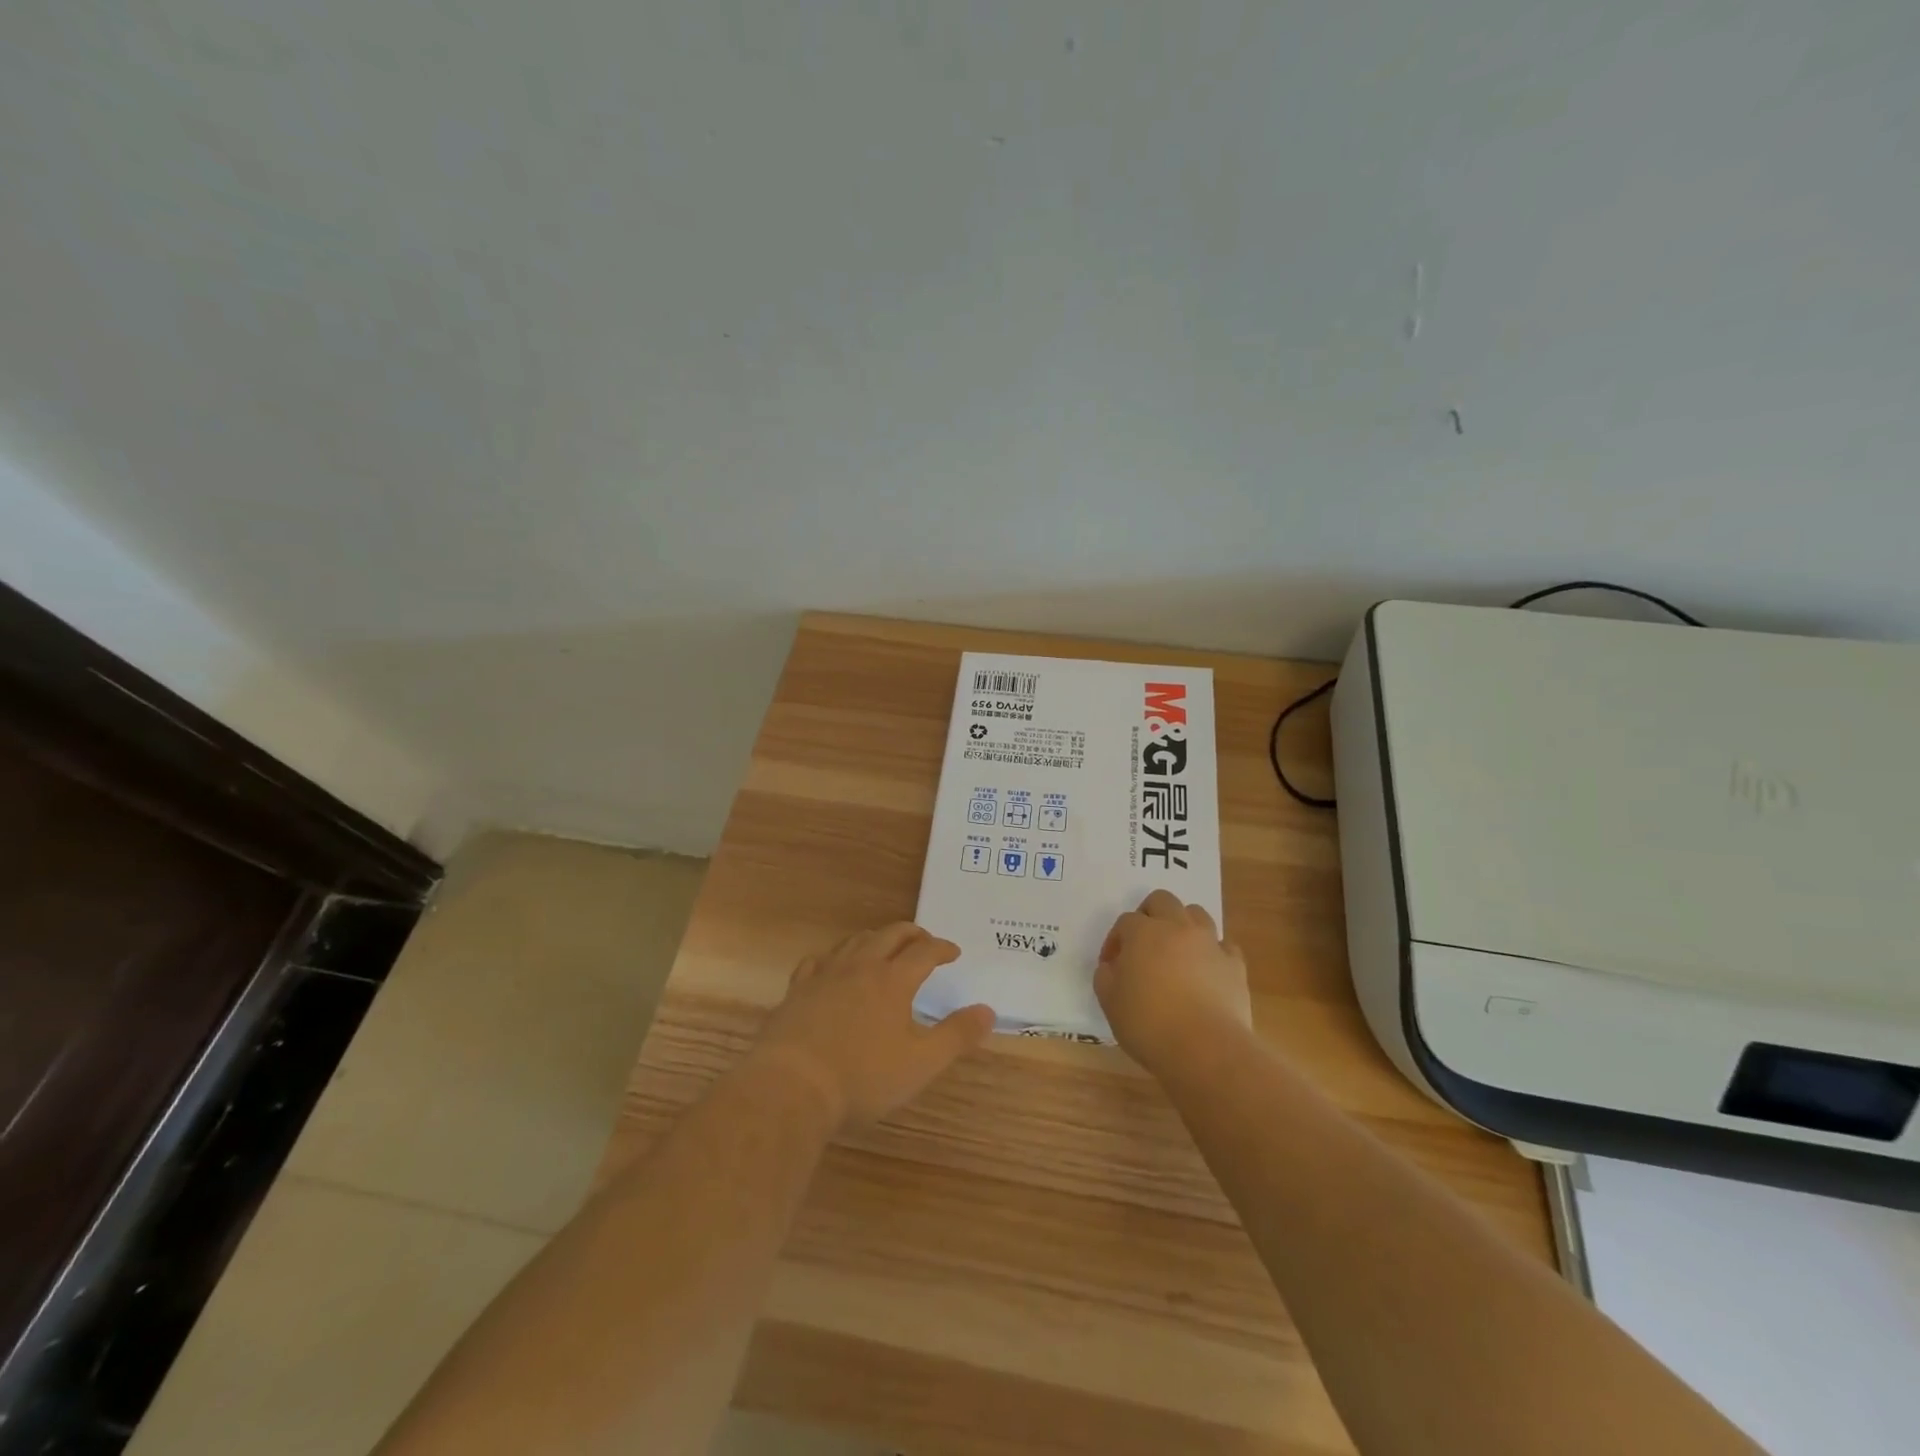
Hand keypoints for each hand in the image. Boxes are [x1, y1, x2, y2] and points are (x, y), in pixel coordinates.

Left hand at [751, 923, 994, 1129]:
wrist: (792, 1086)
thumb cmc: (863, 1077)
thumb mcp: (921, 1063)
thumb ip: (956, 1036)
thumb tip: (988, 1011)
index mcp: (893, 980)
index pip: (925, 952)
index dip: (942, 948)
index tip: (954, 952)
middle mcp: (860, 967)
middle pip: (890, 935)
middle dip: (911, 933)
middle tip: (924, 940)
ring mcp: (825, 975)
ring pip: (855, 942)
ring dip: (875, 939)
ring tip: (884, 947)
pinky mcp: (797, 990)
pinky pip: (818, 961)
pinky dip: (834, 958)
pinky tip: (833, 967)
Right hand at [1095, 889, 1251, 1072]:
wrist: (1205, 1049)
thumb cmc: (1149, 1024)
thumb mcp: (1110, 1002)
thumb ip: (1105, 977)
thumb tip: (1112, 967)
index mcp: (1143, 933)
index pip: (1125, 921)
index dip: (1115, 940)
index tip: (1111, 966)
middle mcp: (1178, 928)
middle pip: (1163, 900)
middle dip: (1149, 915)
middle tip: (1143, 944)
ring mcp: (1210, 943)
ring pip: (1197, 914)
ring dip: (1183, 925)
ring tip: (1176, 952)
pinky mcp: (1235, 965)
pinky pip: (1224, 946)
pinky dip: (1213, 952)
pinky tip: (1206, 971)